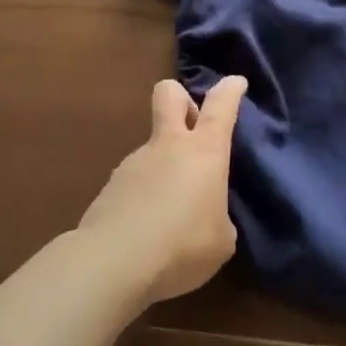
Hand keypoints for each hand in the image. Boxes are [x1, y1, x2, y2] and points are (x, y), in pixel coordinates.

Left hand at [77, 76, 247, 304]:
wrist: (114, 262)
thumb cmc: (183, 245)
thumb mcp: (221, 240)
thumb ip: (218, 218)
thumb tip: (207, 217)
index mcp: (204, 152)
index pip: (220, 106)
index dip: (230, 90)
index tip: (235, 84)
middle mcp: (168, 146)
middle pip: (169, 94)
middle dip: (181, 97)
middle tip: (191, 125)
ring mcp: (134, 162)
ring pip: (152, 146)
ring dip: (163, 165)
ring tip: (170, 213)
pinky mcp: (110, 186)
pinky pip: (135, 181)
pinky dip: (144, 196)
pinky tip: (146, 230)